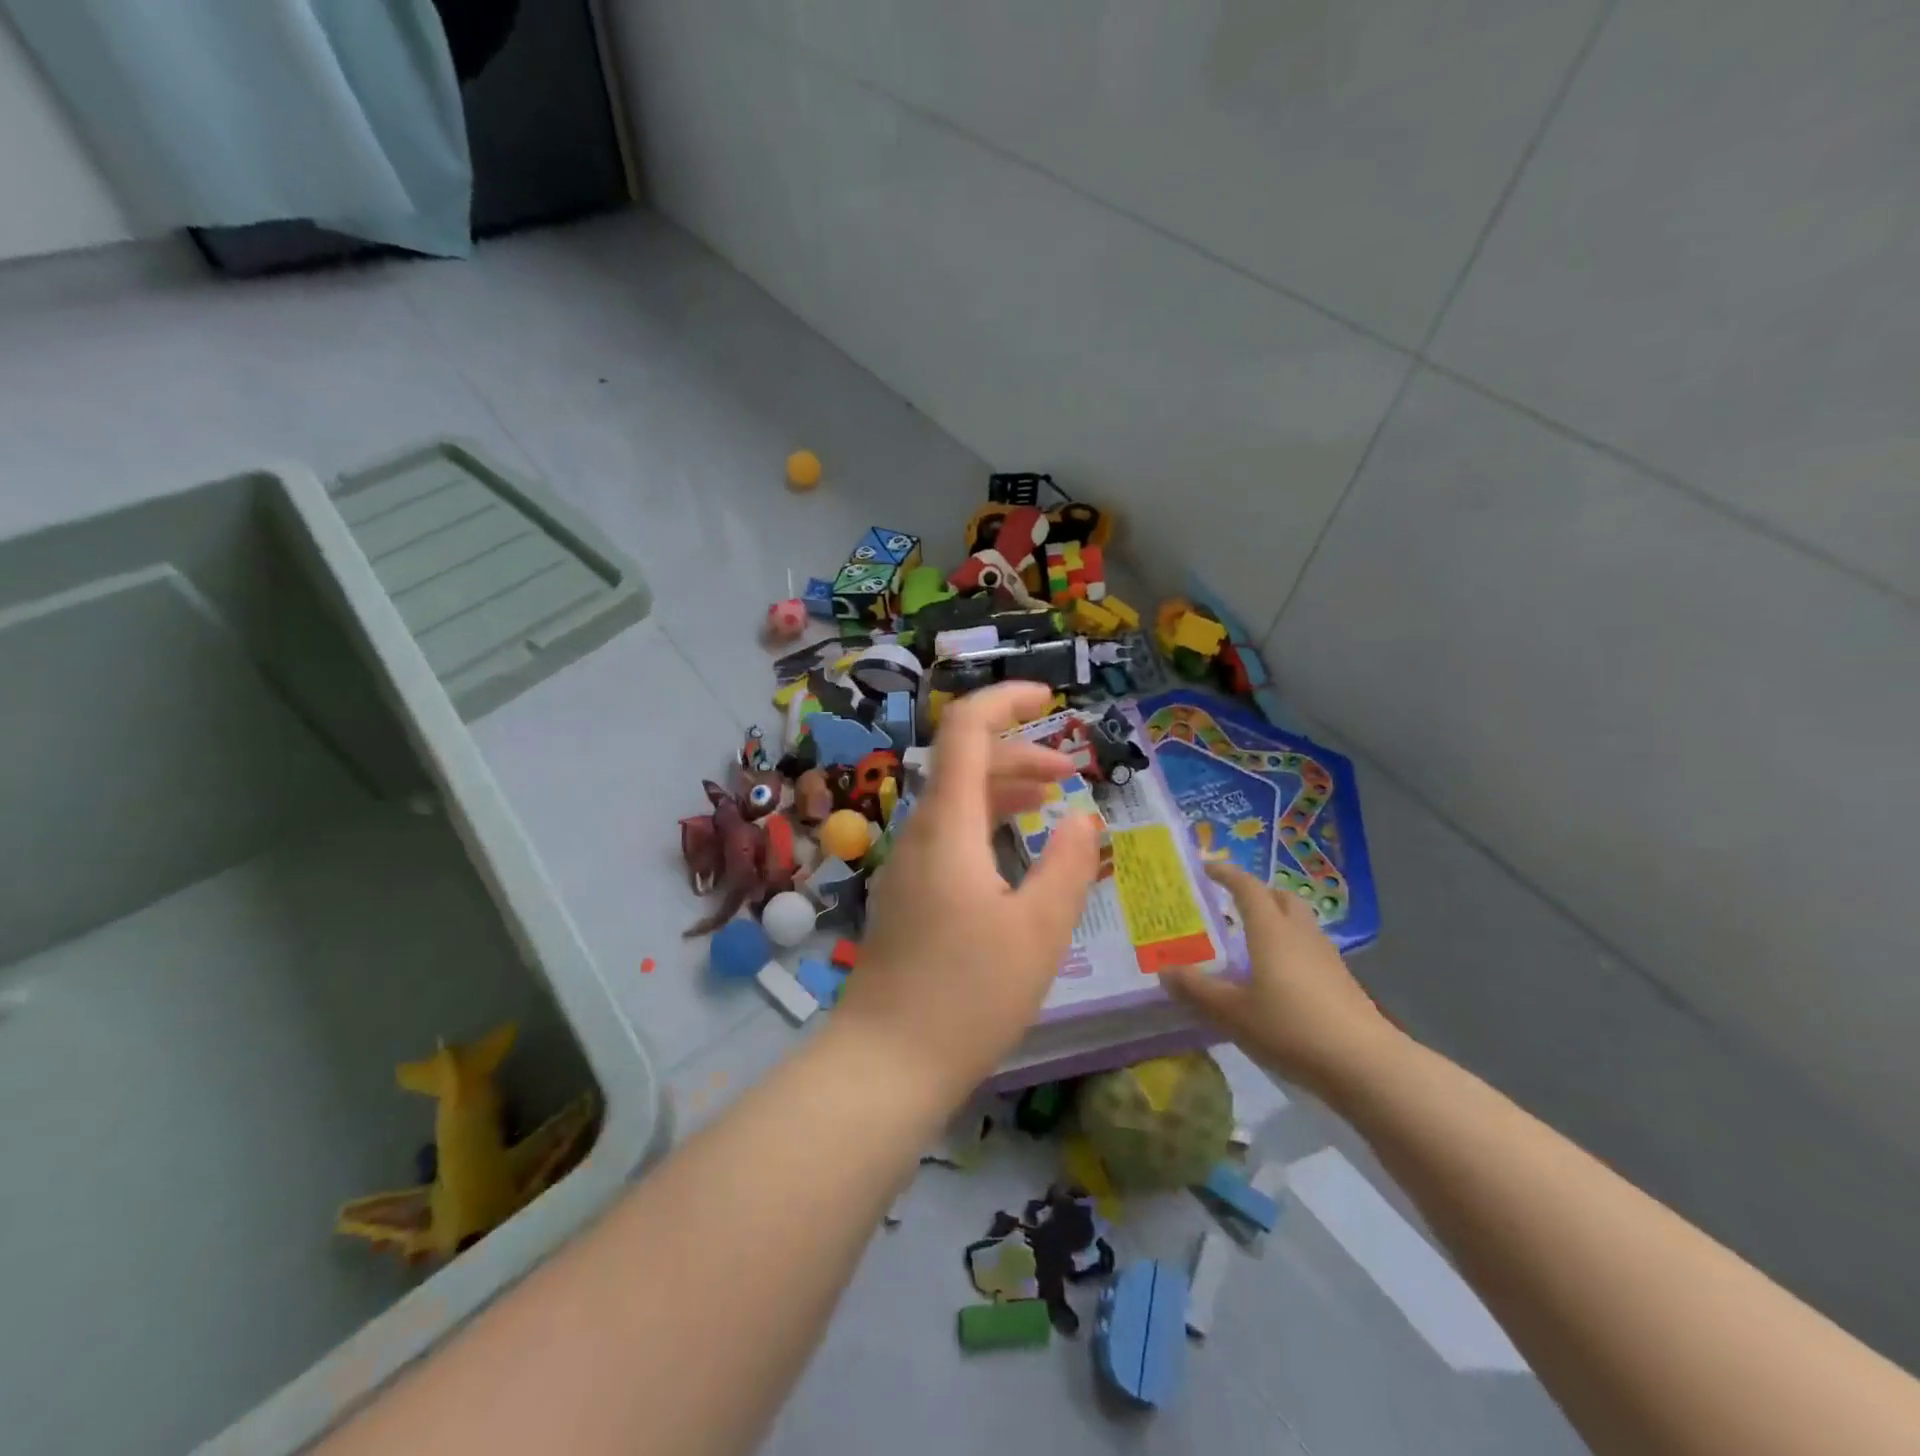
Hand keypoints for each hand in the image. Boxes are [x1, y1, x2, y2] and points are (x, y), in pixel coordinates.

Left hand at [835, 682, 1102, 1100]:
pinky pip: (948, 835)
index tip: (1051, 697)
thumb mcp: (1039, 930)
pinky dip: (986, 825)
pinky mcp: (907, 894)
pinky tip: (1015, 852)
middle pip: (965, 764)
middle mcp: (919, 832)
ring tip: (1052, 799)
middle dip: (1020, 753)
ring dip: (1004, 790)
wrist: (887, 1062)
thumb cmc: (969, 995)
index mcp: (948, 826)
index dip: (1006, 700)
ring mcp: (907, 863)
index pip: (966, 730)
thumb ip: (1068, 864)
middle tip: (1071, 771)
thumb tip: (1082, 816)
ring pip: (957, 801)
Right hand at [1164, 864, 1400, 1096]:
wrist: (1365, 1064)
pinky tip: (1278, 976)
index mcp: (1270, 931)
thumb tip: (1164, 970)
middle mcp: (1299, 934)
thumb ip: (1198, 990)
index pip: (1247, 888)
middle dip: (1257, 893)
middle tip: (1232, 903)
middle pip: (1280, 898)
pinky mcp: (1342, 982)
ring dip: (1276, 920)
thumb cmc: (1291, 1028)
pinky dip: (1290, 947)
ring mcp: (1326, 957)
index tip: (1207, 867)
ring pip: (1299, 922)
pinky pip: (1309, 948)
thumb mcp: (1233, 1013)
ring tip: (1252, 940)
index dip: (1226, 874)